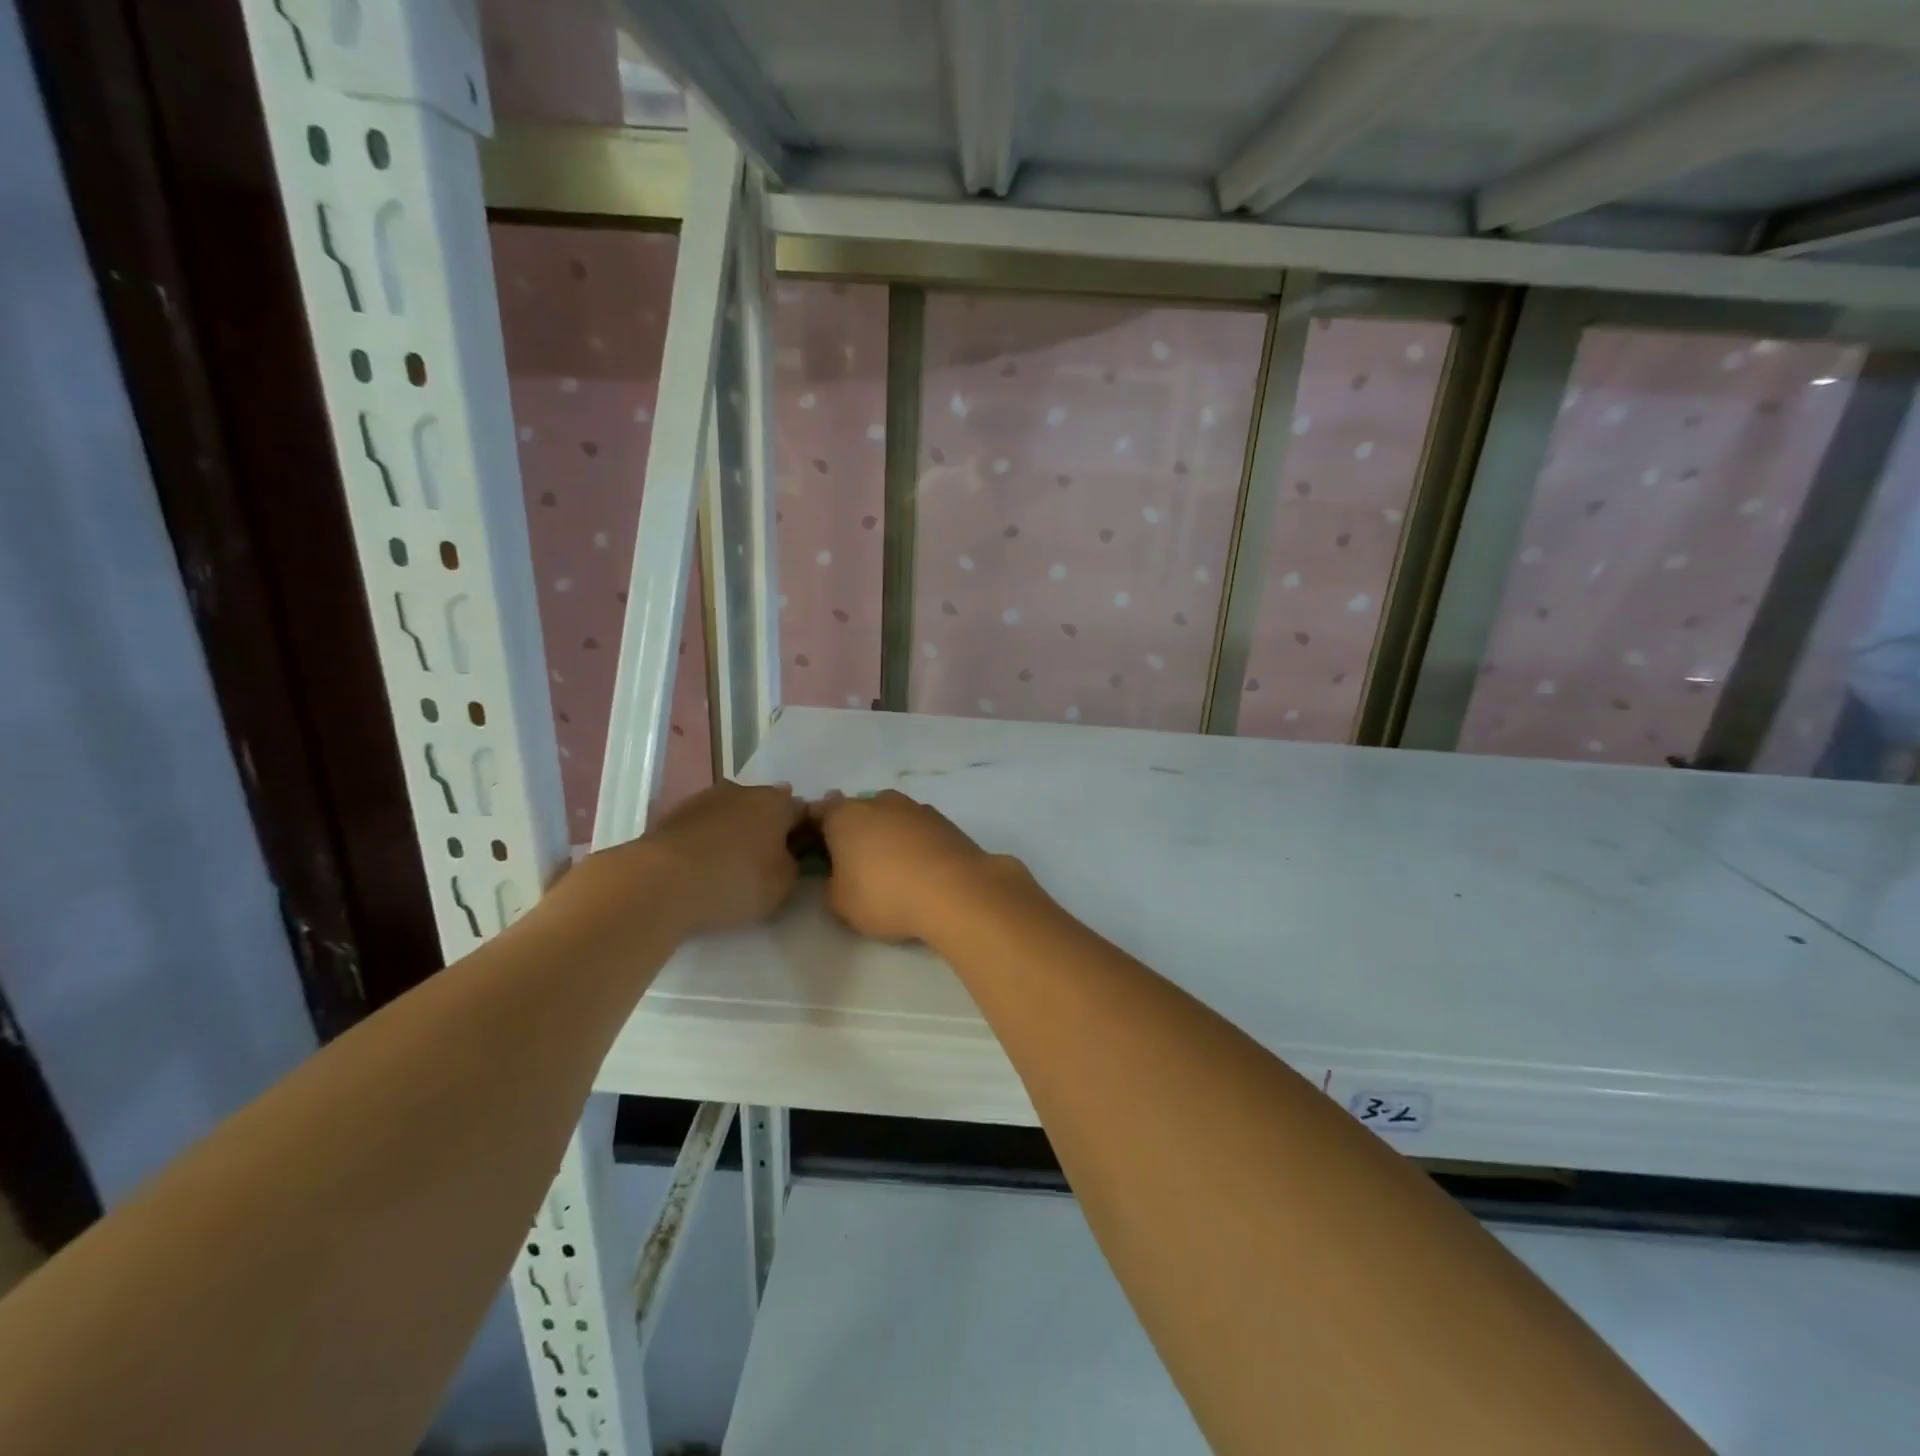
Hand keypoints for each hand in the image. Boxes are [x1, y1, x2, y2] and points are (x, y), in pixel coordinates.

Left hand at [639, 780, 805, 932]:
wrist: (659, 882)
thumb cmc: (734, 881)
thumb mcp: (783, 885)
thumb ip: (794, 865)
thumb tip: (789, 856)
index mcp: (777, 802)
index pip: (804, 811)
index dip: (807, 834)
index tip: (803, 858)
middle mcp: (743, 790)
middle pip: (766, 807)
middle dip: (769, 829)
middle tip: (768, 862)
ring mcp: (705, 799)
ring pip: (732, 813)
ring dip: (736, 832)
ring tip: (732, 865)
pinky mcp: (673, 814)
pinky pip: (704, 826)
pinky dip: (708, 840)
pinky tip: (704, 864)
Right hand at [811, 790, 1018, 942]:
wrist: (955, 891)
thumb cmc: (885, 895)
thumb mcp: (840, 903)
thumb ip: (831, 883)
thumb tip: (839, 874)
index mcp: (845, 815)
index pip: (818, 812)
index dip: (814, 831)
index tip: (816, 853)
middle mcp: (878, 801)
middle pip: (857, 812)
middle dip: (853, 832)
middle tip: (854, 864)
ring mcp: (914, 807)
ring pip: (890, 817)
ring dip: (886, 835)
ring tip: (891, 869)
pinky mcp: (944, 820)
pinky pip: (917, 829)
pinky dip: (914, 843)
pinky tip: (919, 868)